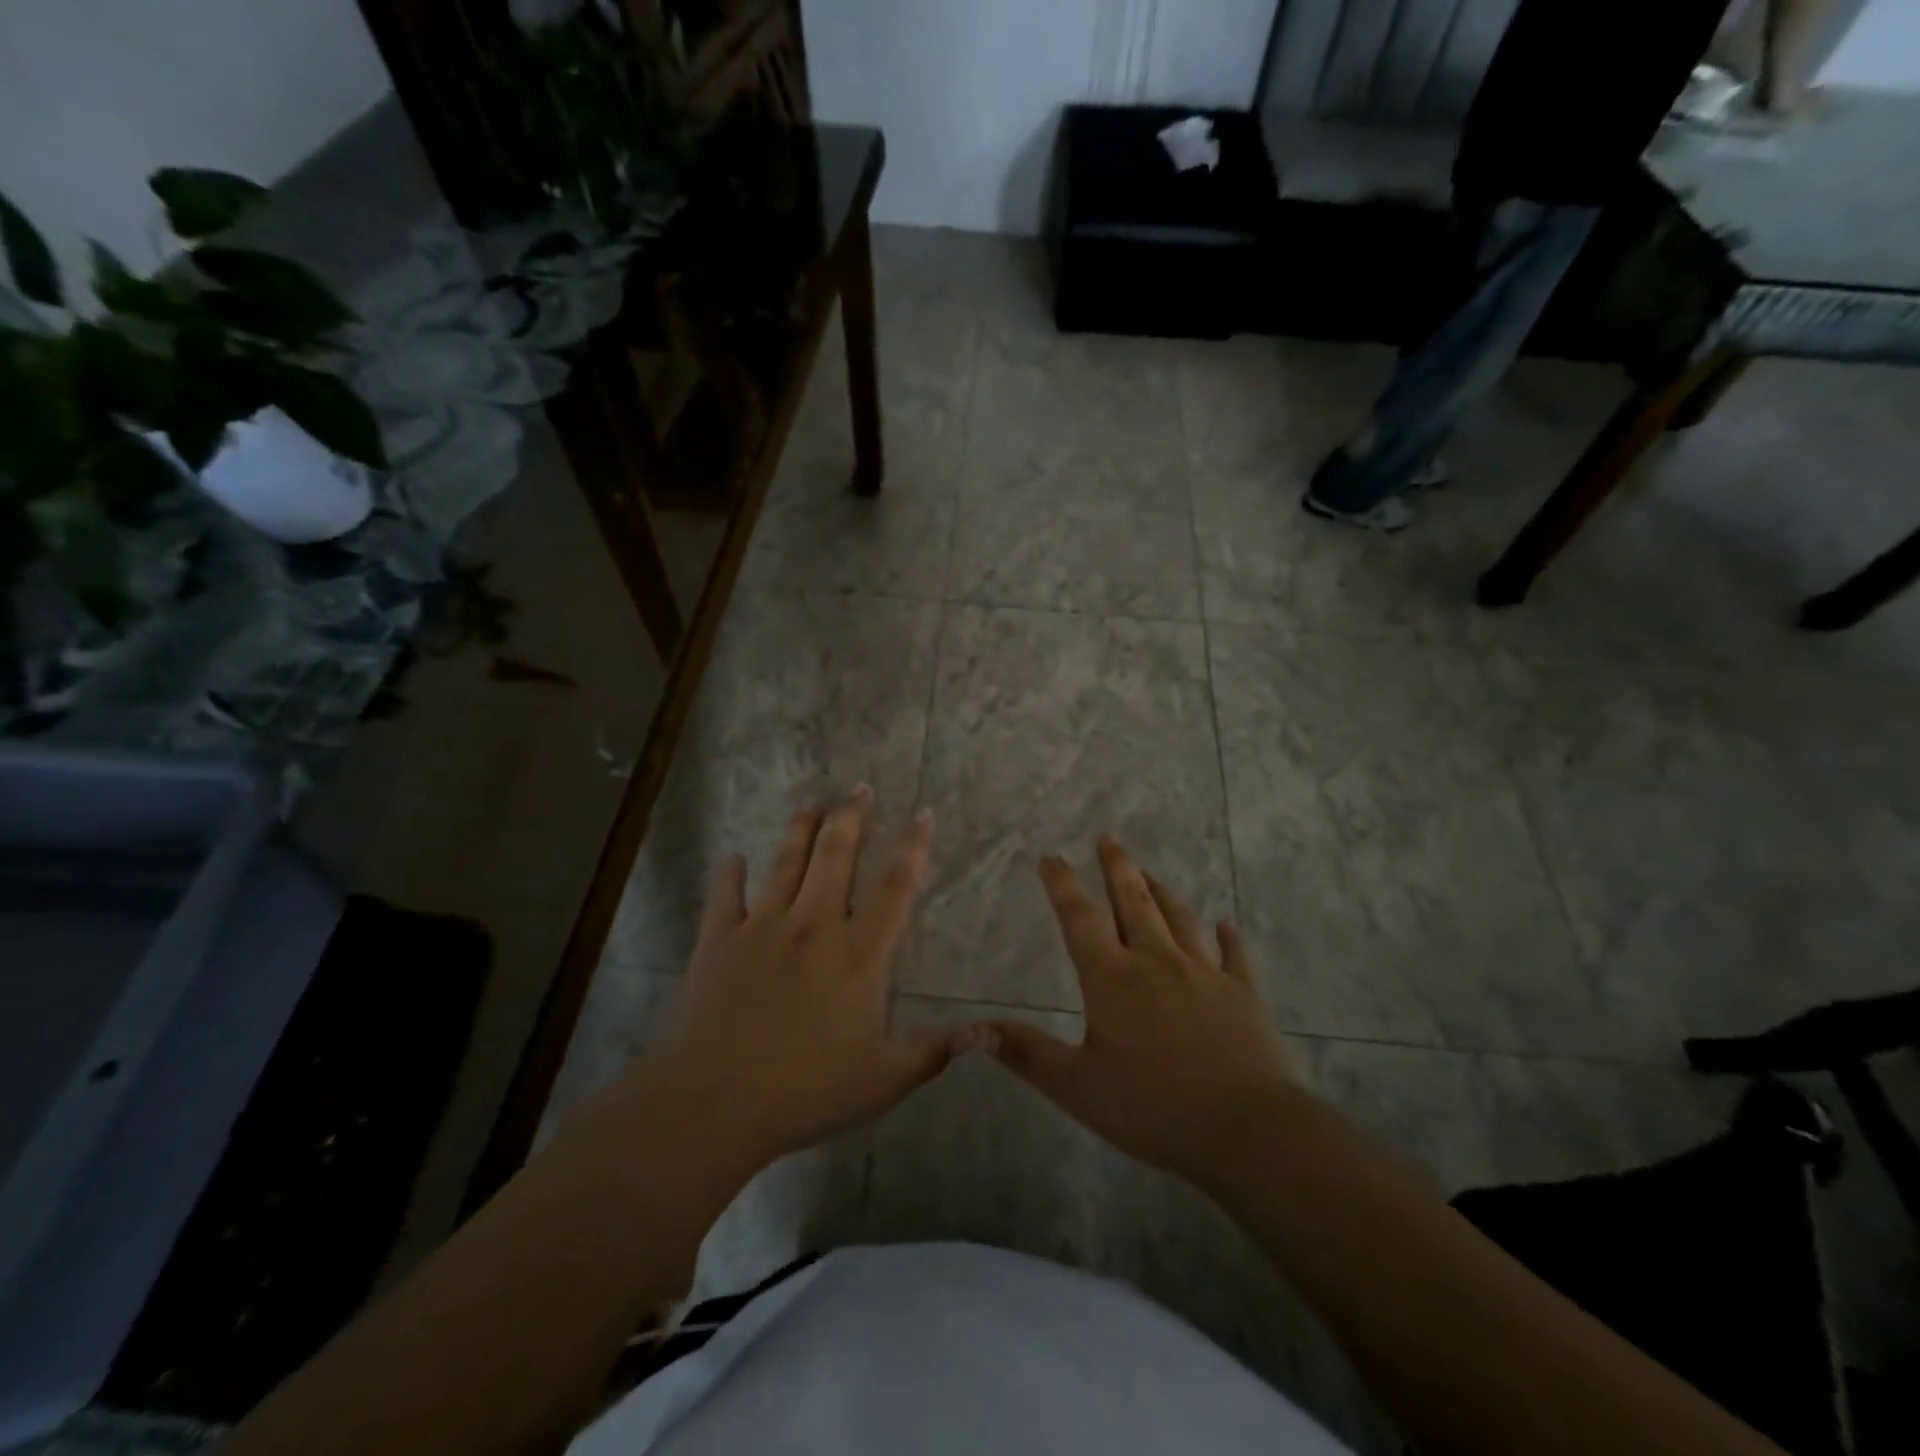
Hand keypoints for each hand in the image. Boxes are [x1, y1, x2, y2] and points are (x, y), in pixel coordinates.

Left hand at [646, 788, 969, 1172]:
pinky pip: (726, 896)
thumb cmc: (805, 1091)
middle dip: (852, 816)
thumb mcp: (882, 1080)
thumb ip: (931, 1052)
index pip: (895, 887)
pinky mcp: (719, 940)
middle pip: (836, 856)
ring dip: (802, 828)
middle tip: (860, 787)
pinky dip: (730, 875)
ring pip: (786, 862)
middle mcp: (814, 926)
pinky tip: (733, 858)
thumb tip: (981, 1034)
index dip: (913, 846)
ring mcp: (763, 927)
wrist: (714, 1102)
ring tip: (813, 802)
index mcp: (858, 954)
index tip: (923, 812)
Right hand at [983, 836, 1294, 1190]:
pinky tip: (1226, 926)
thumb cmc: (1153, 1108)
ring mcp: (1205, 974)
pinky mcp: (1243, 994)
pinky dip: (1228, 938)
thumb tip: (970, 1028)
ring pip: (1179, 919)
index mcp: (1113, 978)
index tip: (1050, 856)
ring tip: (1148, 873)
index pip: (1080, 917)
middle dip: (1117, 867)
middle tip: (1108, 838)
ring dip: (1162, 892)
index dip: (1062, 884)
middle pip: (1134, 901)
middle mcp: (1157, 962)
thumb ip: (1025, 1053)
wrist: (1248, 1129)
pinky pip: (1234, 956)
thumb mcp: (1077, 1087)